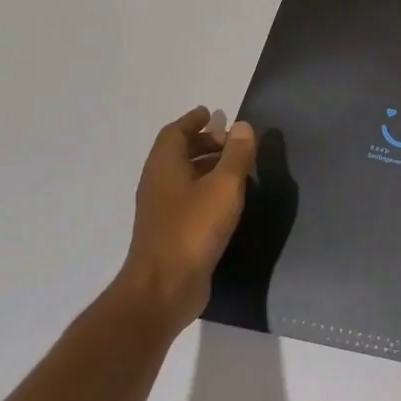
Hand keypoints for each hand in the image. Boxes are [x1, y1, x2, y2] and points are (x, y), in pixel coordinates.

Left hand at [122, 106, 257, 327]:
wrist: (164, 287)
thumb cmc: (193, 229)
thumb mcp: (224, 186)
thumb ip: (236, 155)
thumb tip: (242, 125)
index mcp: (165, 167)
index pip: (174, 133)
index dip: (192, 121)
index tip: (212, 113)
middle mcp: (158, 184)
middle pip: (178, 153)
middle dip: (203, 142)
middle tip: (232, 141)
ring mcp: (162, 210)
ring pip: (183, 177)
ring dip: (206, 166)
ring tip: (236, 167)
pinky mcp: (171, 231)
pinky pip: (188, 197)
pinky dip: (206, 188)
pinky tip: (227, 199)